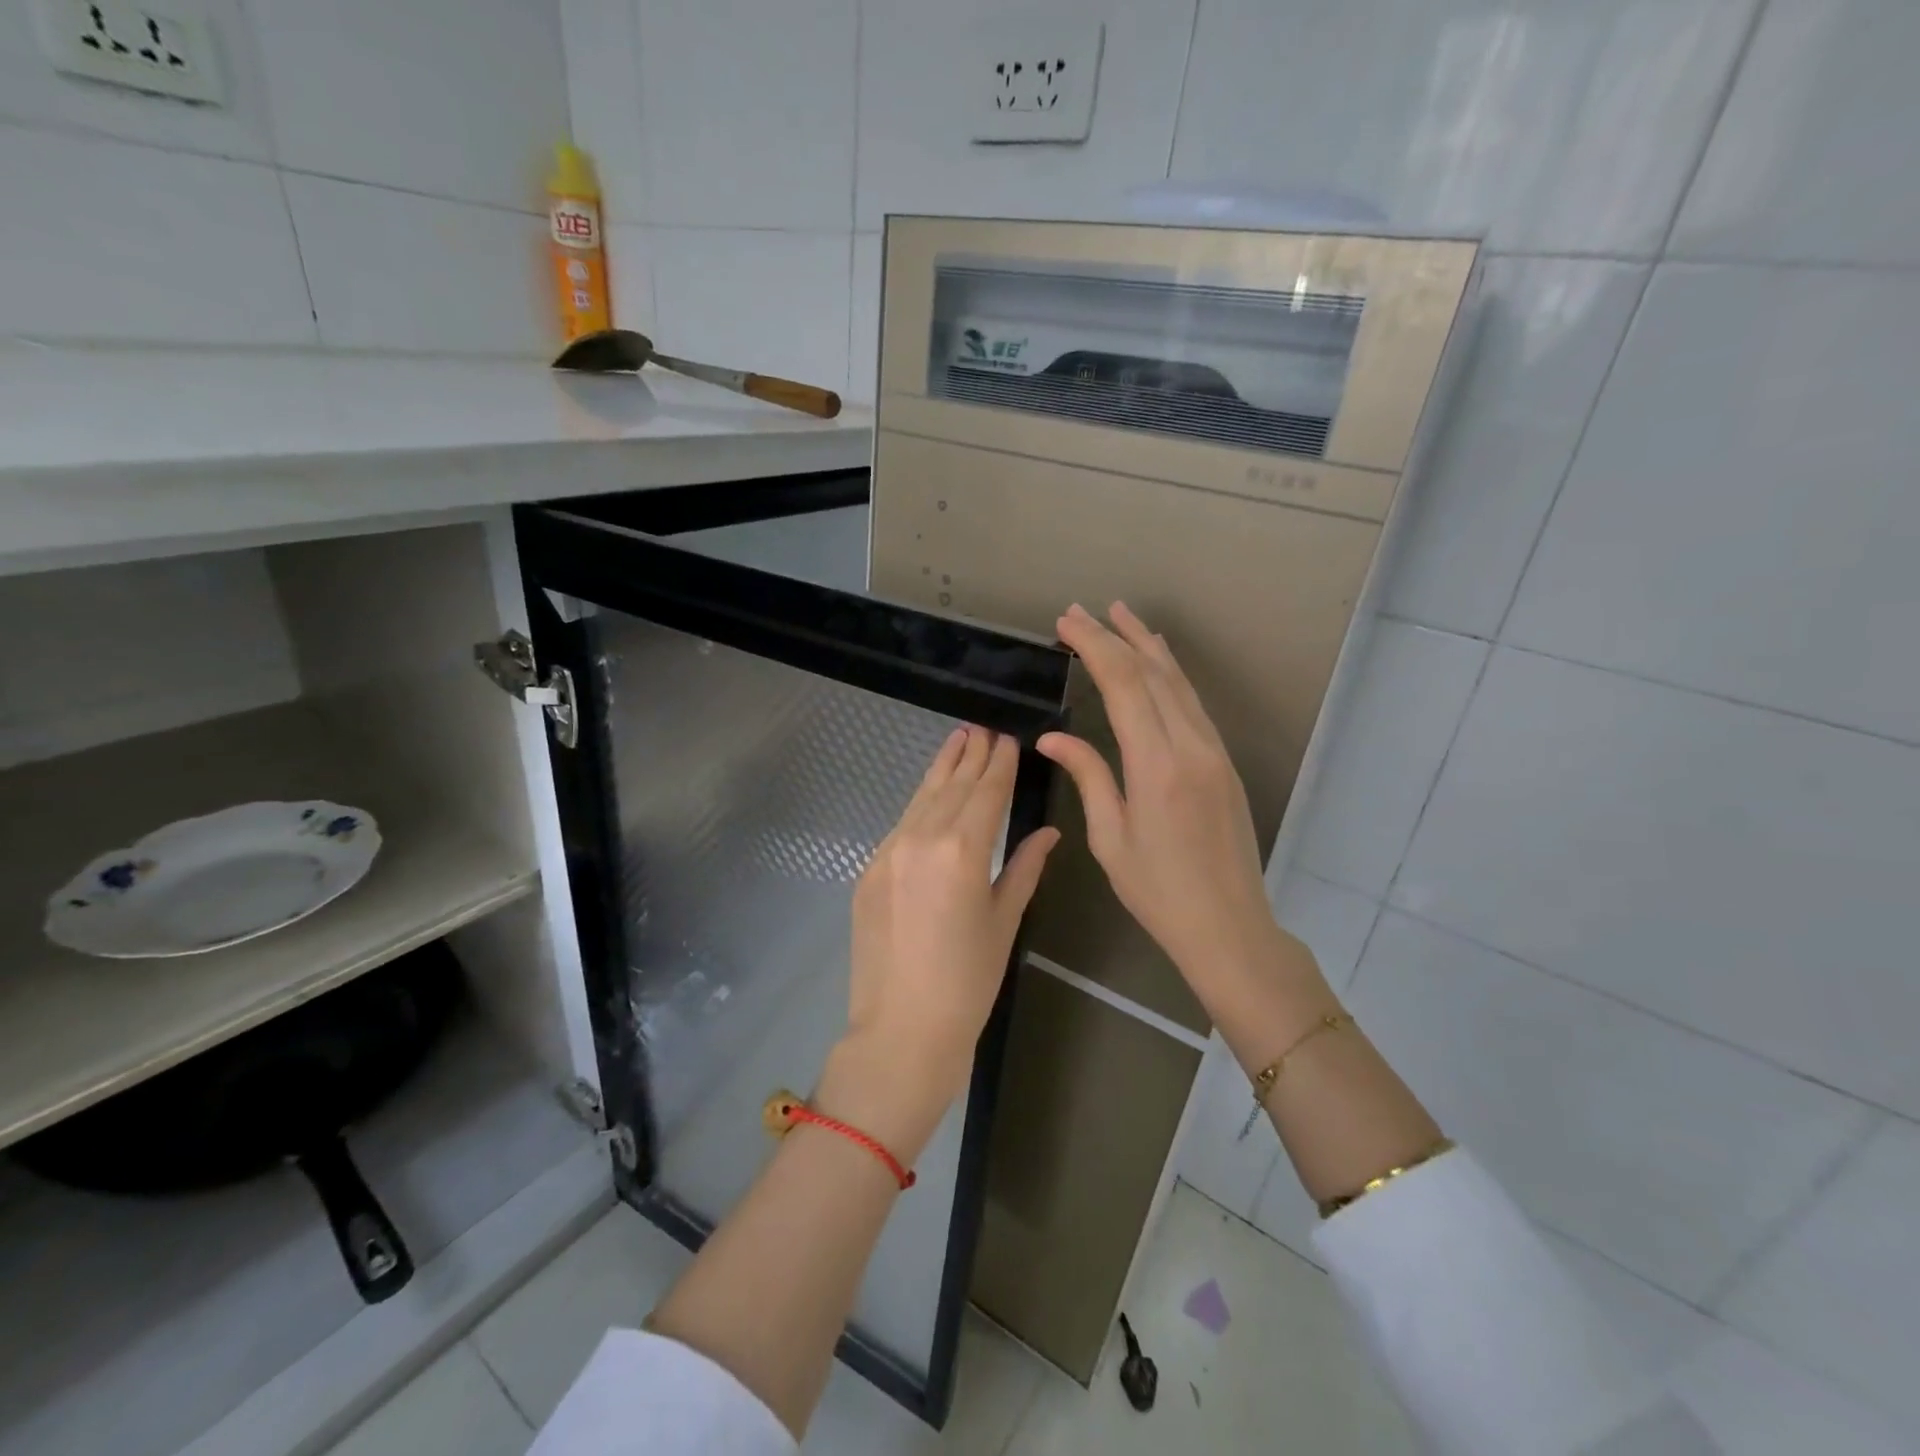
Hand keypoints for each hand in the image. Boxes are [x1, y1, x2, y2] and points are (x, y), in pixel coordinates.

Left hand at [820, 728, 1059, 1164]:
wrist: (901, 1029)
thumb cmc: (968, 982)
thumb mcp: (1004, 922)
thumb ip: (1024, 868)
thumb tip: (1048, 833)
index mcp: (963, 850)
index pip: (986, 792)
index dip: (1000, 764)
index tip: (1008, 738)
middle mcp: (921, 838)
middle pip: (952, 786)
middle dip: (971, 755)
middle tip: (984, 728)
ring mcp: (888, 851)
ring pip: (921, 798)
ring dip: (942, 768)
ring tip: (957, 740)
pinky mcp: (868, 869)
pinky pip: (901, 825)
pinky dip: (920, 804)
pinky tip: (931, 794)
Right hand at [1038, 603, 1294, 1008]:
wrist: (1229, 926)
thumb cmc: (1158, 892)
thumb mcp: (1110, 838)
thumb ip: (1088, 776)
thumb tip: (1053, 738)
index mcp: (1157, 765)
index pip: (1124, 686)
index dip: (1094, 647)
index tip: (1067, 623)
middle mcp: (1191, 746)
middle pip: (1152, 674)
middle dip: (1115, 636)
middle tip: (1081, 611)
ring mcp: (1214, 751)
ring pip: (1179, 683)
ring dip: (1147, 645)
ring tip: (1120, 615)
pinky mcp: (1223, 762)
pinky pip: (1194, 703)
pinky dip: (1171, 674)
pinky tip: (1159, 661)